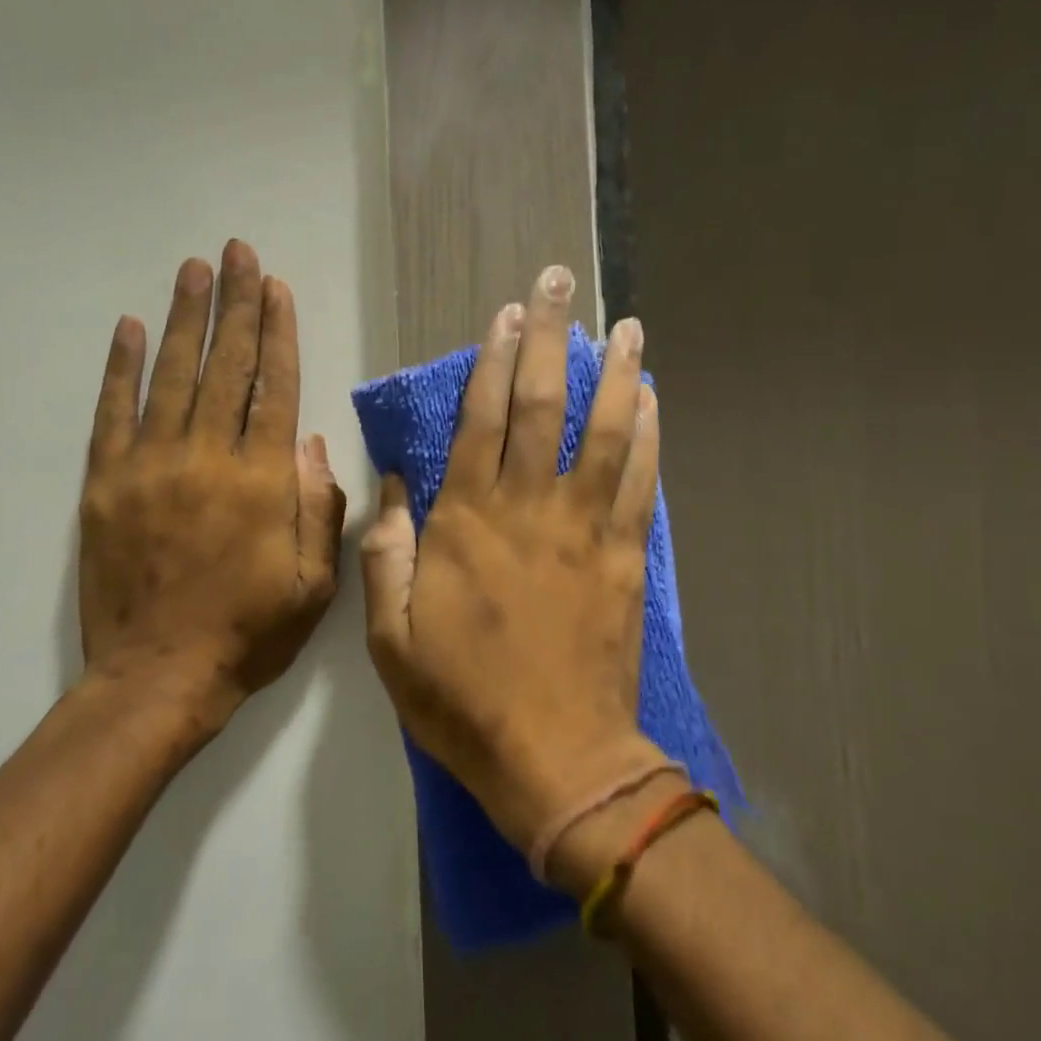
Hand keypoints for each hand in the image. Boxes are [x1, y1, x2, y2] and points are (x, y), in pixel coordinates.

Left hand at [80, 240, 346, 745]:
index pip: (273, 388)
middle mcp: (207, 458)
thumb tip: (310, 443)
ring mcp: (149, 466)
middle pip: (225, 366)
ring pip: (171, 375)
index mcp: (262, 482)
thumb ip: (318, 507)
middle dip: (235, 305)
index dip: (277, 333)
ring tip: (193, 269)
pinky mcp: (105, 483)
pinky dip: (120, 367)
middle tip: (237, 252)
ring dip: (184, 318)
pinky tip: (130, 327)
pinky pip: (113, 412)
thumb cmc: (248, 633)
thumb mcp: (313, 584)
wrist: (159, 676)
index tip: (276, 287)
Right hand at [360, 265, 667, 855]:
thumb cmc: (461, 699)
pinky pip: (640, 482)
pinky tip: (653, 398)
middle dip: (550, 338)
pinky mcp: (625, 557)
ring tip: (624, 324)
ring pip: (603, 432)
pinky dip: (649, 435)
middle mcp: (527, 509)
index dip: (492, 362)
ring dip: (615, 372)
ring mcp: (584, 529)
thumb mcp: (389, 637)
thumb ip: (387, 554)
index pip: (480, 421)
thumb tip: (393, 487)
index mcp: (465, 524)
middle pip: (542, 406)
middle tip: (561, 282)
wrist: (554, 757)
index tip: (506, 315)